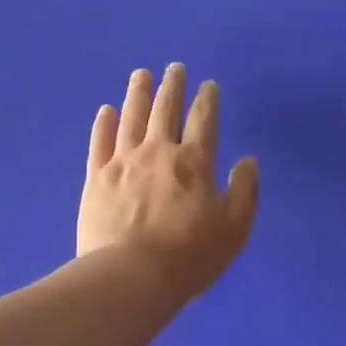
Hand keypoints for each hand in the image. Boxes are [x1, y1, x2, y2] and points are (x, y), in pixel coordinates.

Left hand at [78, 65, 258, 304]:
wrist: (130, 277)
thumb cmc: (189, 257)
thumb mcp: (234, 229)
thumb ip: (244, 191)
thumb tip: (248, 161)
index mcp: (194, 162)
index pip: (203, 120)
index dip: (207, 99)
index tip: (208, 84)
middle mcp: (158, 152)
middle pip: (165, 110)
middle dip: (172, 86)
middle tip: (175, 68)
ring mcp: (123, 163)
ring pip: (131, 118)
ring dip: (138, 94)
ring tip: (141, 75)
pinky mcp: (96, 179)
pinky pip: (100, 143)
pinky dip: (104, 124)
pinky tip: (106, 110)